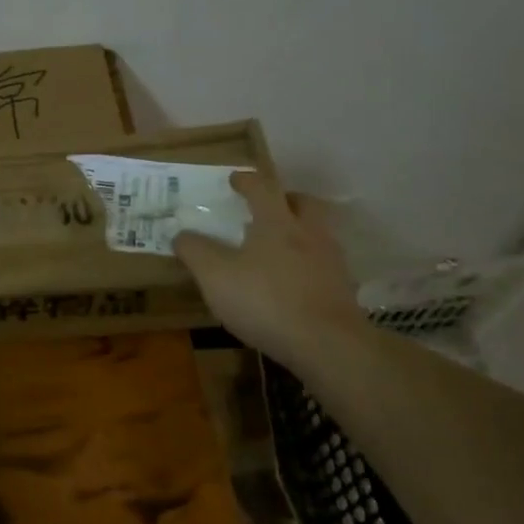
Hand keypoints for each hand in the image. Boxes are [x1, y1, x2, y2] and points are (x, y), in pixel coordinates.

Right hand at [173, 172, 365, 366]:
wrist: (328, 345)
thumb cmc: (266, 300)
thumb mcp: (215, 276)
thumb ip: (195, 251)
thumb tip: (180, 234)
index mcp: (277, 222)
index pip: (262, 188)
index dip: (246, 181)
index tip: (234, 179)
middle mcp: (309, 233)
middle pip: (303, 203)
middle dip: (285, 200)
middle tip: (266, 208)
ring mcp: (331, 261)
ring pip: (317, 233)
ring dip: (299, 231)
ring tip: (277, 247)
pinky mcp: (342, 290)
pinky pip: (323, 264)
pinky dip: (308, 264)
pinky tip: (292, 282)